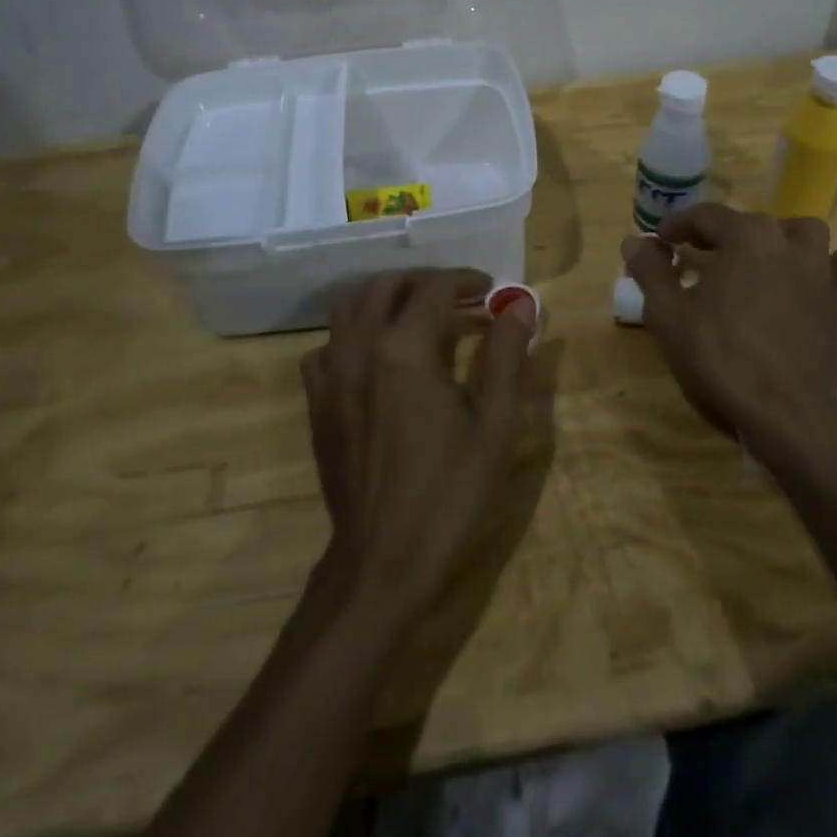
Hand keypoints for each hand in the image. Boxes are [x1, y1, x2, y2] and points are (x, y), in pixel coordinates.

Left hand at [300, 269, 541, 614]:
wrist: (383, 557)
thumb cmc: (448, 491)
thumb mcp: (494, 424)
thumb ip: (505, 356)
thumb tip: (519, 305)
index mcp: (404, 350)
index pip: (433, 288)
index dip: (464, 280)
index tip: (489, 290)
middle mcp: (360, 349)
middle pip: (385, 285)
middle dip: (424, 281)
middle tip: (456, 297)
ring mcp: (331, 375)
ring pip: (348, 307)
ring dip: (383, 297)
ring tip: (414, 313)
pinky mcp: (317, 402)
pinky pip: (325, 347)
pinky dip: (351, 335)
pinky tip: (374, 356)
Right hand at [623, 204, 836, 456]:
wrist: (787, 413)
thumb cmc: (721, 357)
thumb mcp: (668, 314)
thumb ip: (649, 271)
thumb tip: (634, 240)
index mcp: (746, 237)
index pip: (705, 215)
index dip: (677, 225)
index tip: (660, 240)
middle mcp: (789, 243)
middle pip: (751, 222)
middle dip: (722, 233)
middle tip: (700, 256)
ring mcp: (823, 272)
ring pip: (804, 234)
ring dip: (779, 239)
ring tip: (760, 260)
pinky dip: (826, 266)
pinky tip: (809, 280)